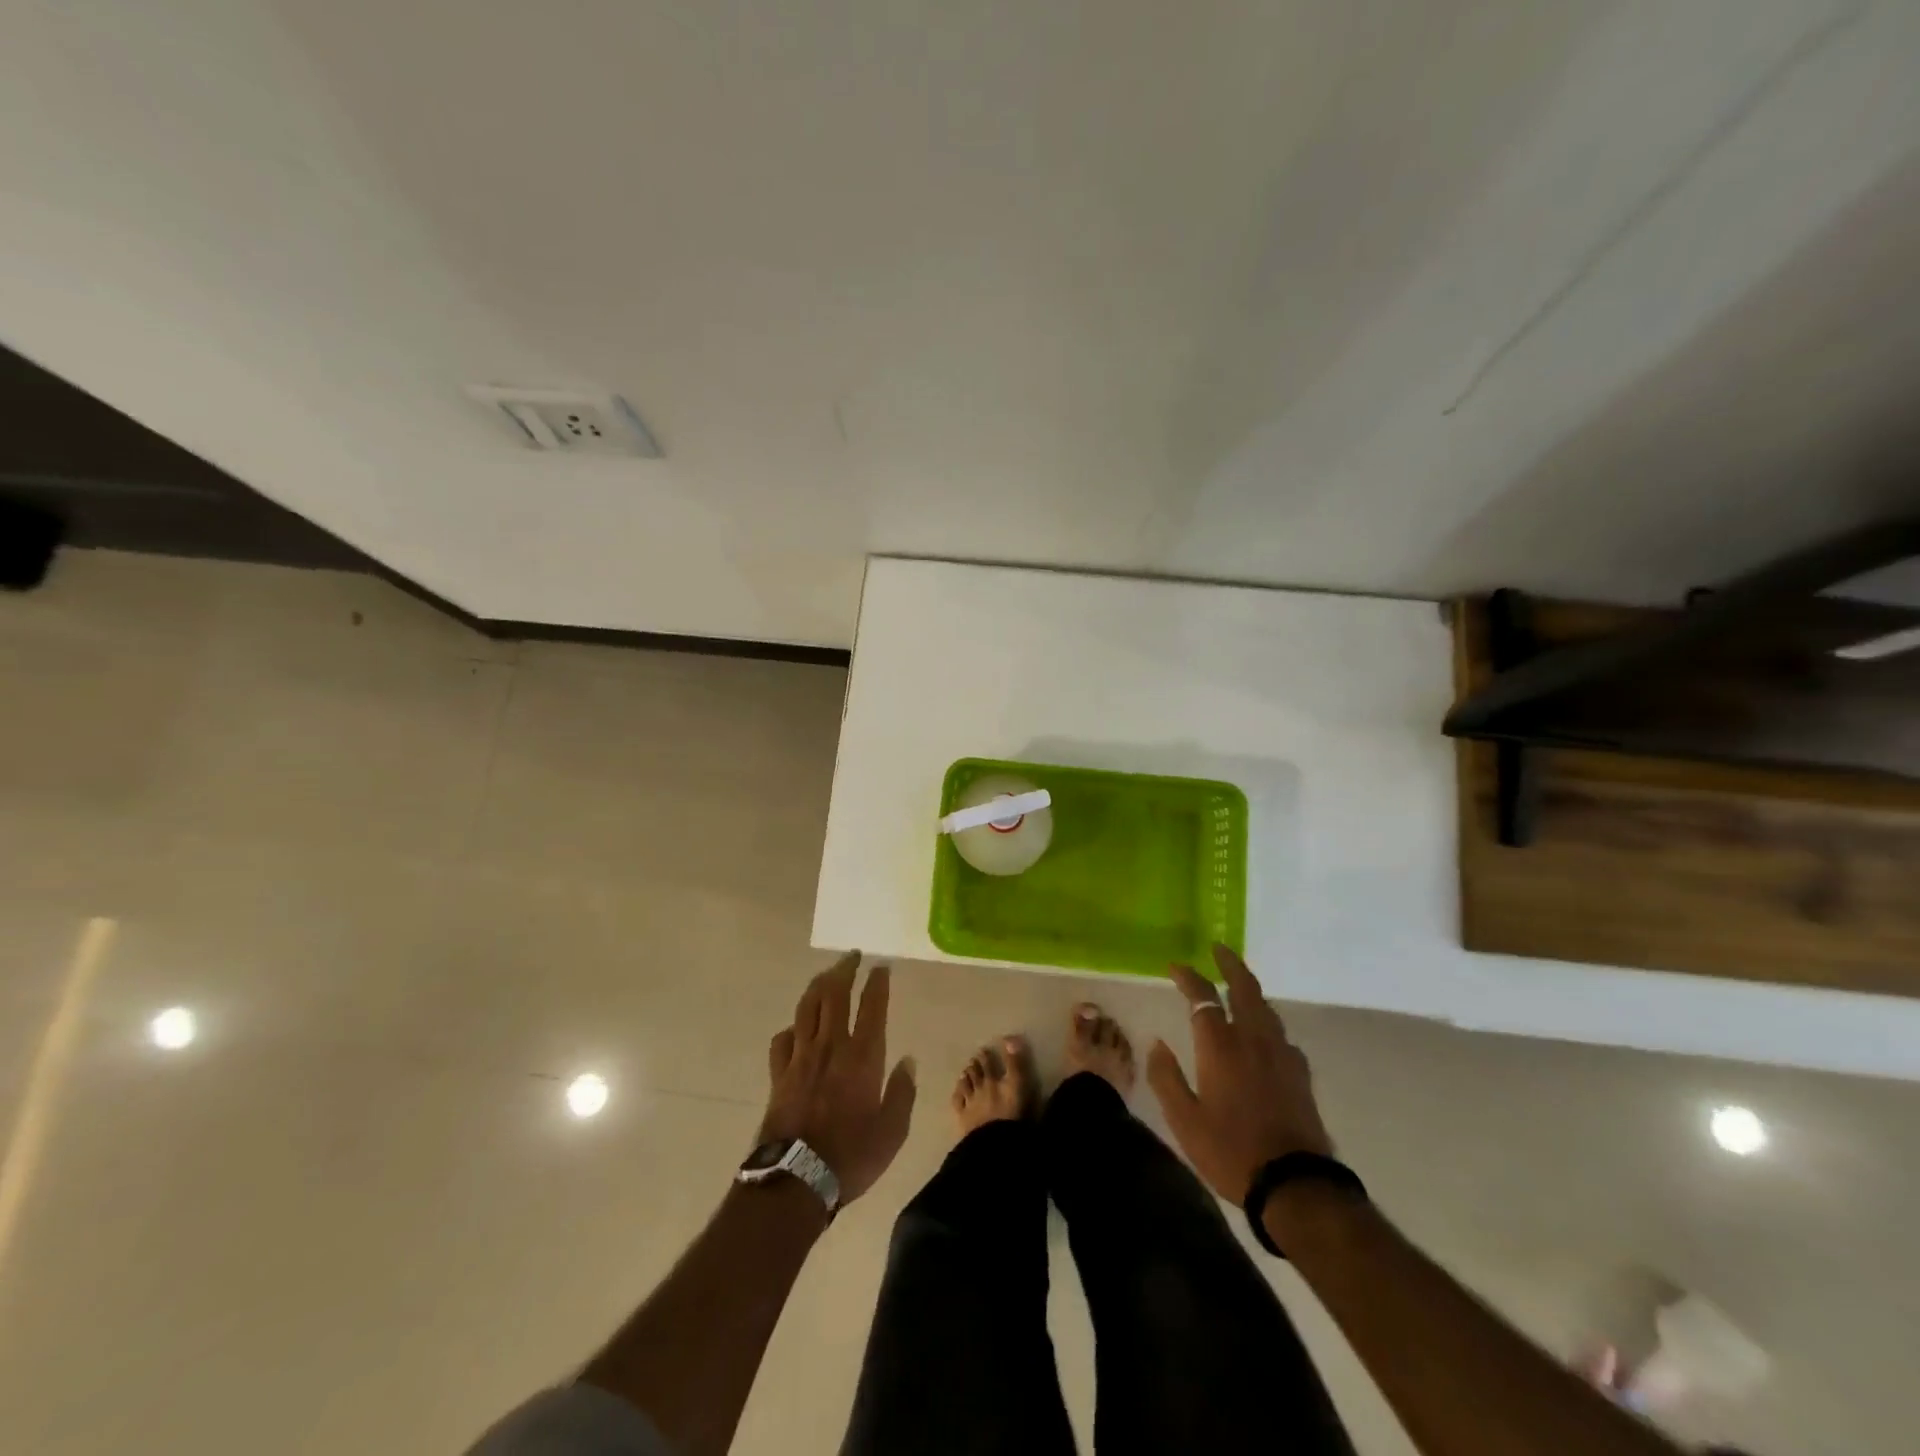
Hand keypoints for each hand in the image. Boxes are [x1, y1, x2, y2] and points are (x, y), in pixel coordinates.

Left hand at [760, 951, 916, 1203]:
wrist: (794, 1181)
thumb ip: (902, 1093)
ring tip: (827, 976)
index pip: (872, 1006)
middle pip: (834, 994)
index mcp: (862, 1057)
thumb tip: (908, 1061)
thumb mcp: (891, 1132)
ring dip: (818, 986)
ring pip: (807, 1007)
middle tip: (852, 957)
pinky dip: (792, 1027)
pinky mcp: (779, 1074)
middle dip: (844, 970)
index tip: (881, 967)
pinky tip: (797, 1028)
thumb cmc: (850, 1157)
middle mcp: (831, 1046)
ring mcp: (801, 1058)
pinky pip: (783, 1039)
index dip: (877, 982)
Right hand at [1146, 944, 1332, 1203]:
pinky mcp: (1300, 1074)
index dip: (1188, 977)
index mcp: (1220, 1046)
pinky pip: (1280, 1033)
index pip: (1203, 996)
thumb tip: (1157, 1044)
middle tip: (1218, 948)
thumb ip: (1166, 1077)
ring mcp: (1282, 1055)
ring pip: (1266, 1008)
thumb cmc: (1231, 1151)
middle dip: (1230, 964)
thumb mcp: (1184, 1120)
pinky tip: (1263, 1035)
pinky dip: (1266, 1021)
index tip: (1175, 967)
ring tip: (1237, 985)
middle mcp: (1253, 1039)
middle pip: (1244, 988)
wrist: (1296, 1185)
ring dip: (1249, 989)